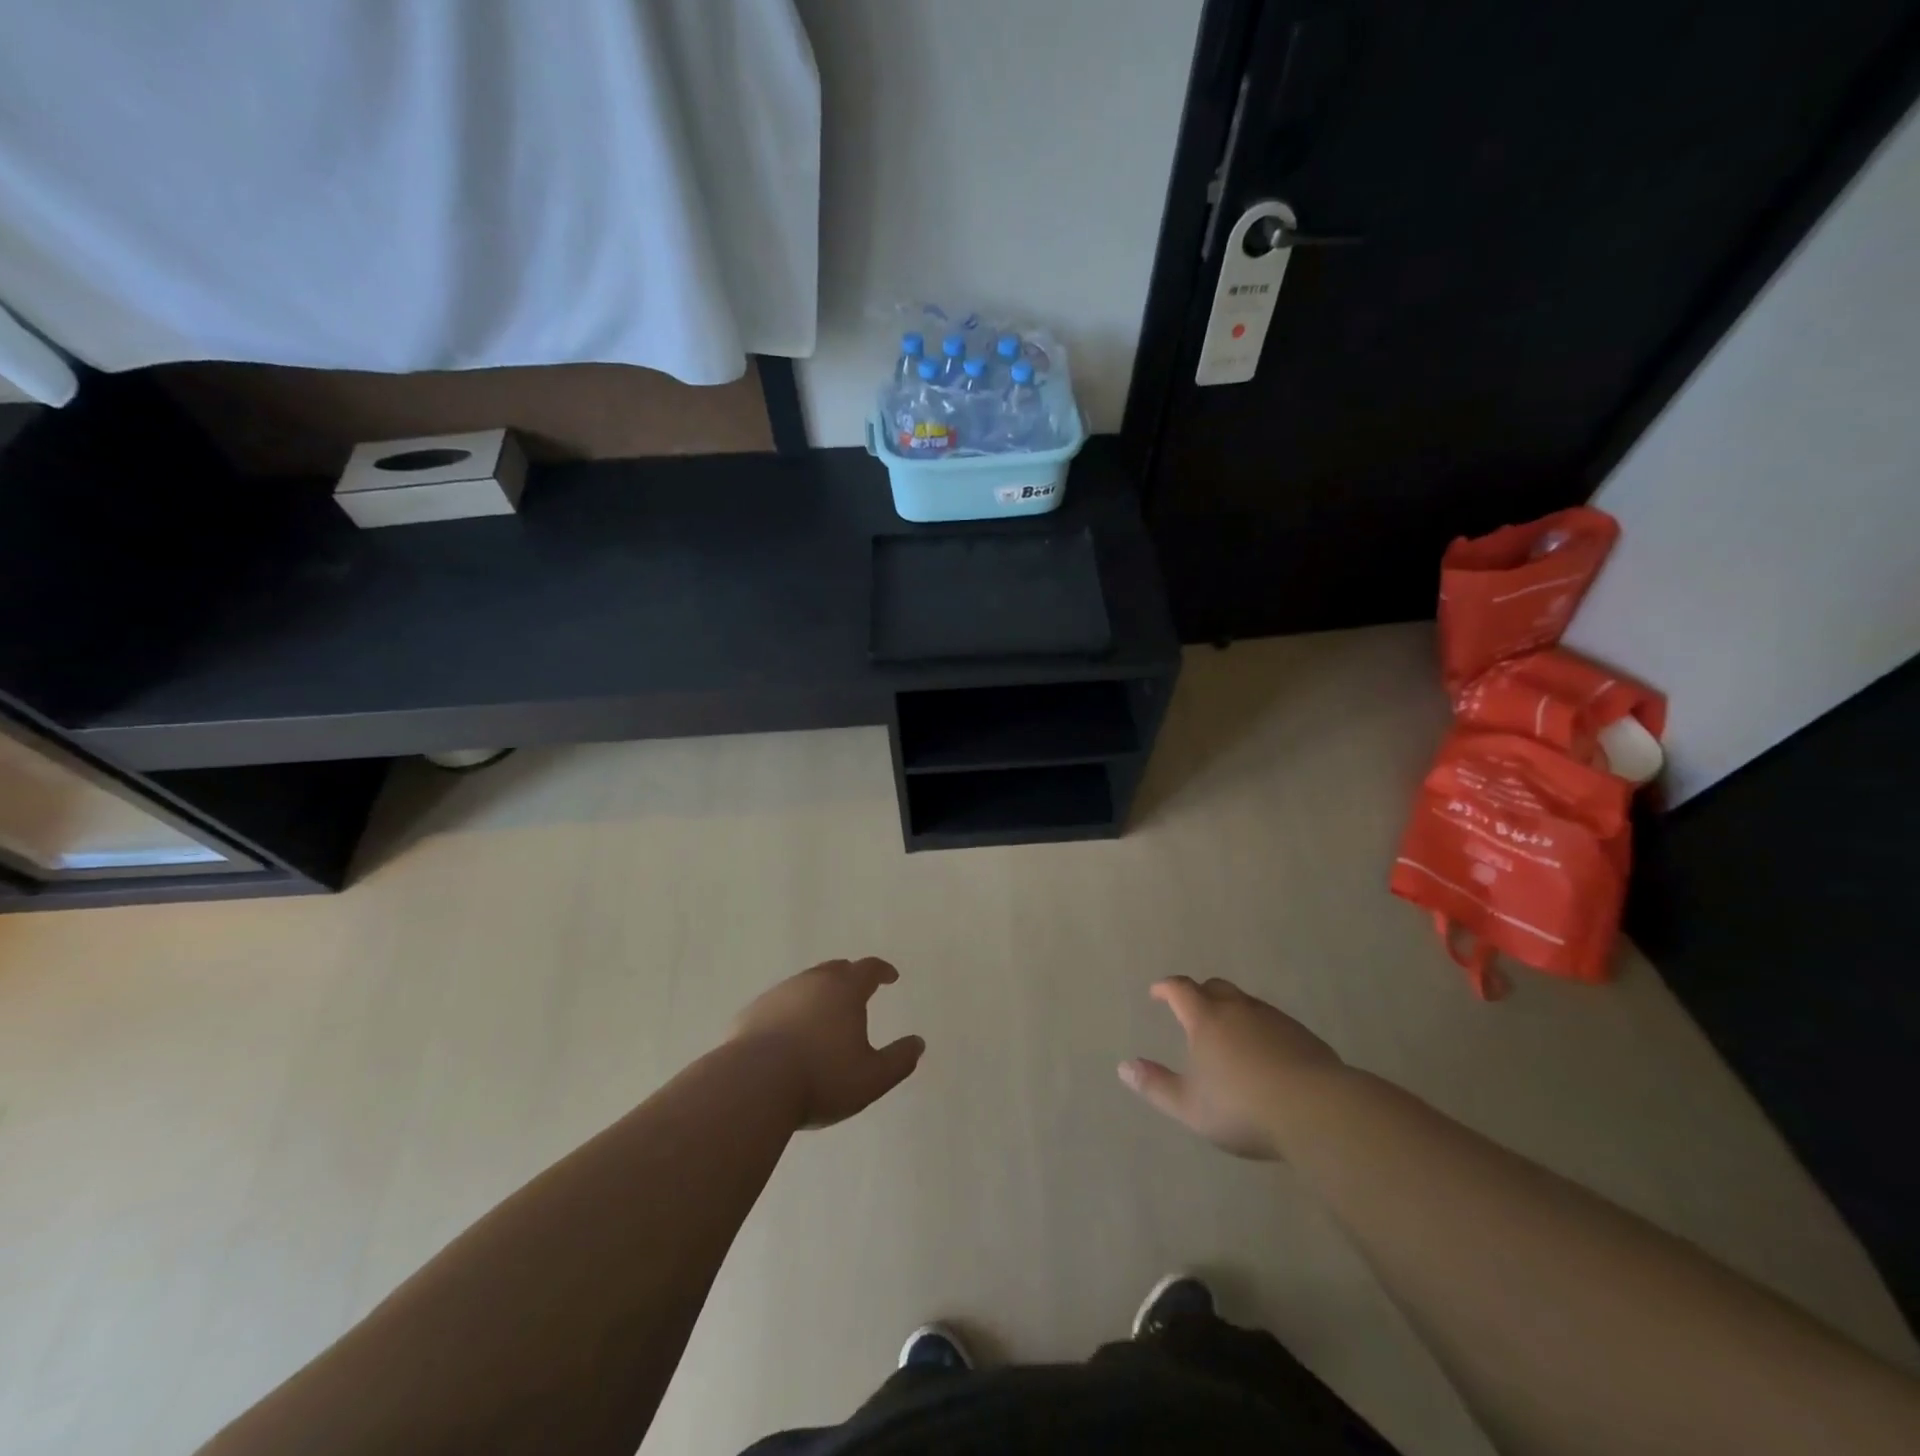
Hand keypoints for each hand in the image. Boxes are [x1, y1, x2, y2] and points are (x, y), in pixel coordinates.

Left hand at [731, 958, 923, 1128]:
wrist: (752, 1086)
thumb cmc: (821, 1078)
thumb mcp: (872, 1078)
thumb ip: (899, 1060)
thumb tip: (918, 1043)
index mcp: (845, 990)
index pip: (868, 969)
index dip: (882, 971)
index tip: (890, 976)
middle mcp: (811, 982)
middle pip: (835, 969)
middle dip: (849, 977)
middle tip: (857, 991)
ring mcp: (778, 995)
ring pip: (804, 985)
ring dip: (818, 994)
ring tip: (823, 1015)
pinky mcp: (751, 1013)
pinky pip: (778, 1005)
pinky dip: (790, 1012)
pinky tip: (788, 1035)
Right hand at [1119, 976, 1343, 1159]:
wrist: (1318, 1111)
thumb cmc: (1243, 1108)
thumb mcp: (1190, 1106)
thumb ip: (1156, 1086)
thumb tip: (1123, 1067)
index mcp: (1206, 1019)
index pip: (1181, 989)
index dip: (1166, 987)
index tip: (1157, 992)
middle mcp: (1238, 1009)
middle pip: (1215, 987)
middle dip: (1200, 993)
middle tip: (1193, 1010)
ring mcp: (1274, 1019)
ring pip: (1246, 1003)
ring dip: (1232, 1011)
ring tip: (1229, 1035)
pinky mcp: (1303, 1036)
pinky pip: (1273, 1022)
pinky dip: (1261, 1029)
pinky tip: (1266, 1055)